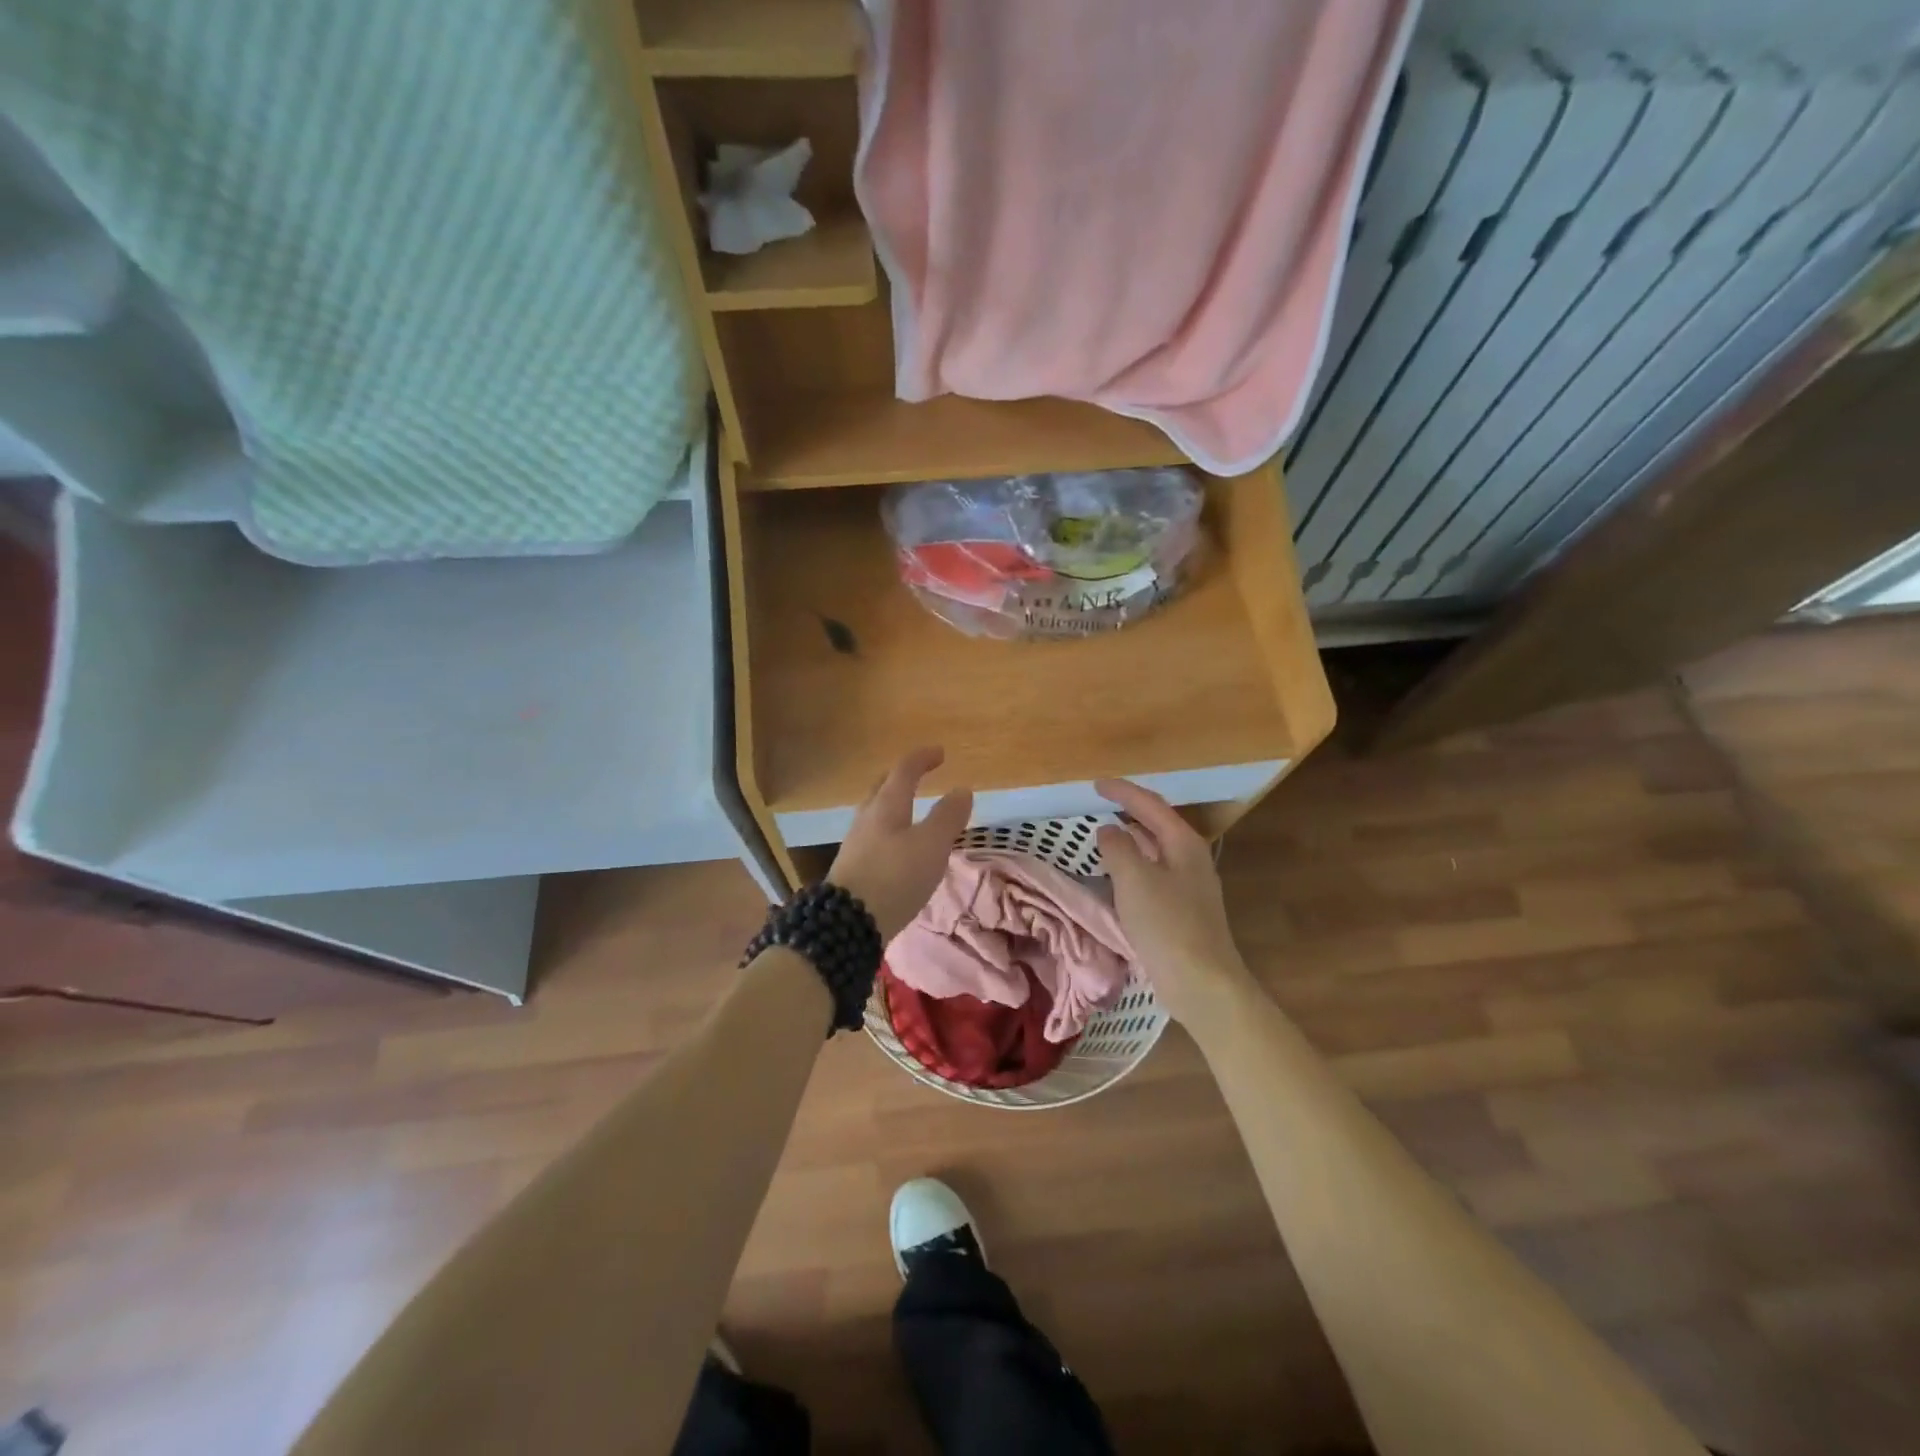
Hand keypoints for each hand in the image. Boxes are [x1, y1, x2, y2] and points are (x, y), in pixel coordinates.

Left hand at [827, 748, 973, 941]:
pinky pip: (873, 835)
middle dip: (901, 777)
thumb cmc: (895, 876)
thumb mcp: (931, 845)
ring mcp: (856, 843)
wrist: (848, 923)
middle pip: (882, 787)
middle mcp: (867, 818)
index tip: (939, 752)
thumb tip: (962, 789)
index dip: (922, 758)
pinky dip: (889, 829)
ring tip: (911, 810)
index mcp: (887, 805)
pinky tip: (897, 846)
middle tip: (918, 774)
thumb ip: (947, 817)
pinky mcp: (852, 867)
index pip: (904, 770)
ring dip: (893, 804)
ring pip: (875, 812)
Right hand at [1095, 778, 1257, 1031]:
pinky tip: (1117, 878)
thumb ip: (1118, 847)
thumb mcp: (1134, 879)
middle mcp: (1191, 859)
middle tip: (1099, 806)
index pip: (1151, 805)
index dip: (1123, 791)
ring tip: (1103, 836)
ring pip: (1155, 851)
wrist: (1202, 983)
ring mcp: (1190, 887)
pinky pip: (1153, 876)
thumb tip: (1108, 830)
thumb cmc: (1167, 925)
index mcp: (1183, 844)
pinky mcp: (1182, 912)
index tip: (1095, 785)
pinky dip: (1133, 867)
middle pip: (1157, 825)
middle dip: (1129, 812)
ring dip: (1130, 840)